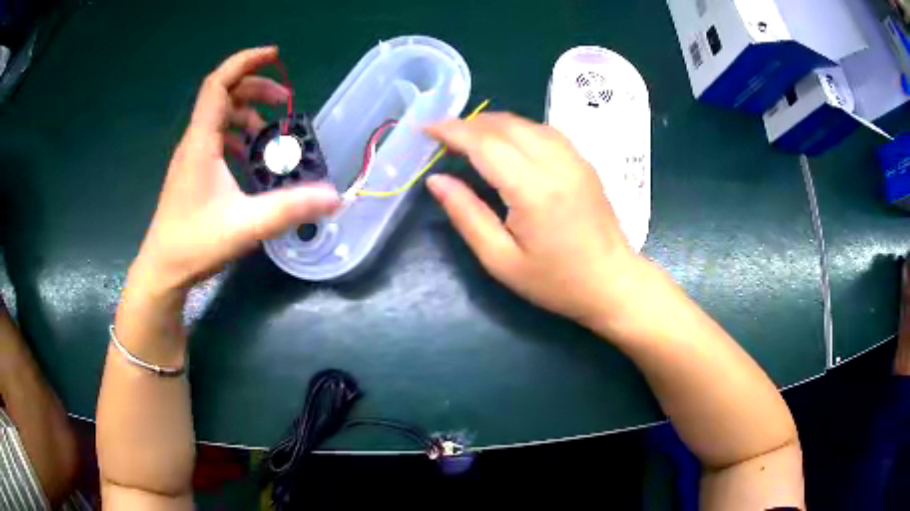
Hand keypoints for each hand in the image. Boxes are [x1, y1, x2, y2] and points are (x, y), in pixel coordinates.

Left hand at [132, 47, 340, 293]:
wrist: (162, 270)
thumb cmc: (194, 244)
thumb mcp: (246, 226)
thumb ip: (290, 209)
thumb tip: (333, 197)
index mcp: (201, 142)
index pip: (218, 84)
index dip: (245, 62)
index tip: (275, 56)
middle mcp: (194, 142)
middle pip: (223, 95)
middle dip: (256, 89)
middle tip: (285, 103)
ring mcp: (191, 156)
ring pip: (220, 116)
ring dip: (248, 114)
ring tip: (271, 132)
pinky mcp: (192, 172)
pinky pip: (216, 138)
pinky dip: (237, 136)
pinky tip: (250, 157)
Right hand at [426, 113, 647, 327]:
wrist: (612, 283)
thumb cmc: (555, 282)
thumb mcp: (501, 260)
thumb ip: (466, 215)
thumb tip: (436, 180)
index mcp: (533, 190)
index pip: (485, 143)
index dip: (452, 131)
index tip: (425, 129)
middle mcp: (556, 163)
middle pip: (504, 125)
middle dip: (468, 124)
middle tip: (442, 137)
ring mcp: (575, 159)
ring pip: (525, 123)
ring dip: (492, 123)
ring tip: (467, 138)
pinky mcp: (583, 161)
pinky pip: (544, 131)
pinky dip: (517, 128)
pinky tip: (505, 142)